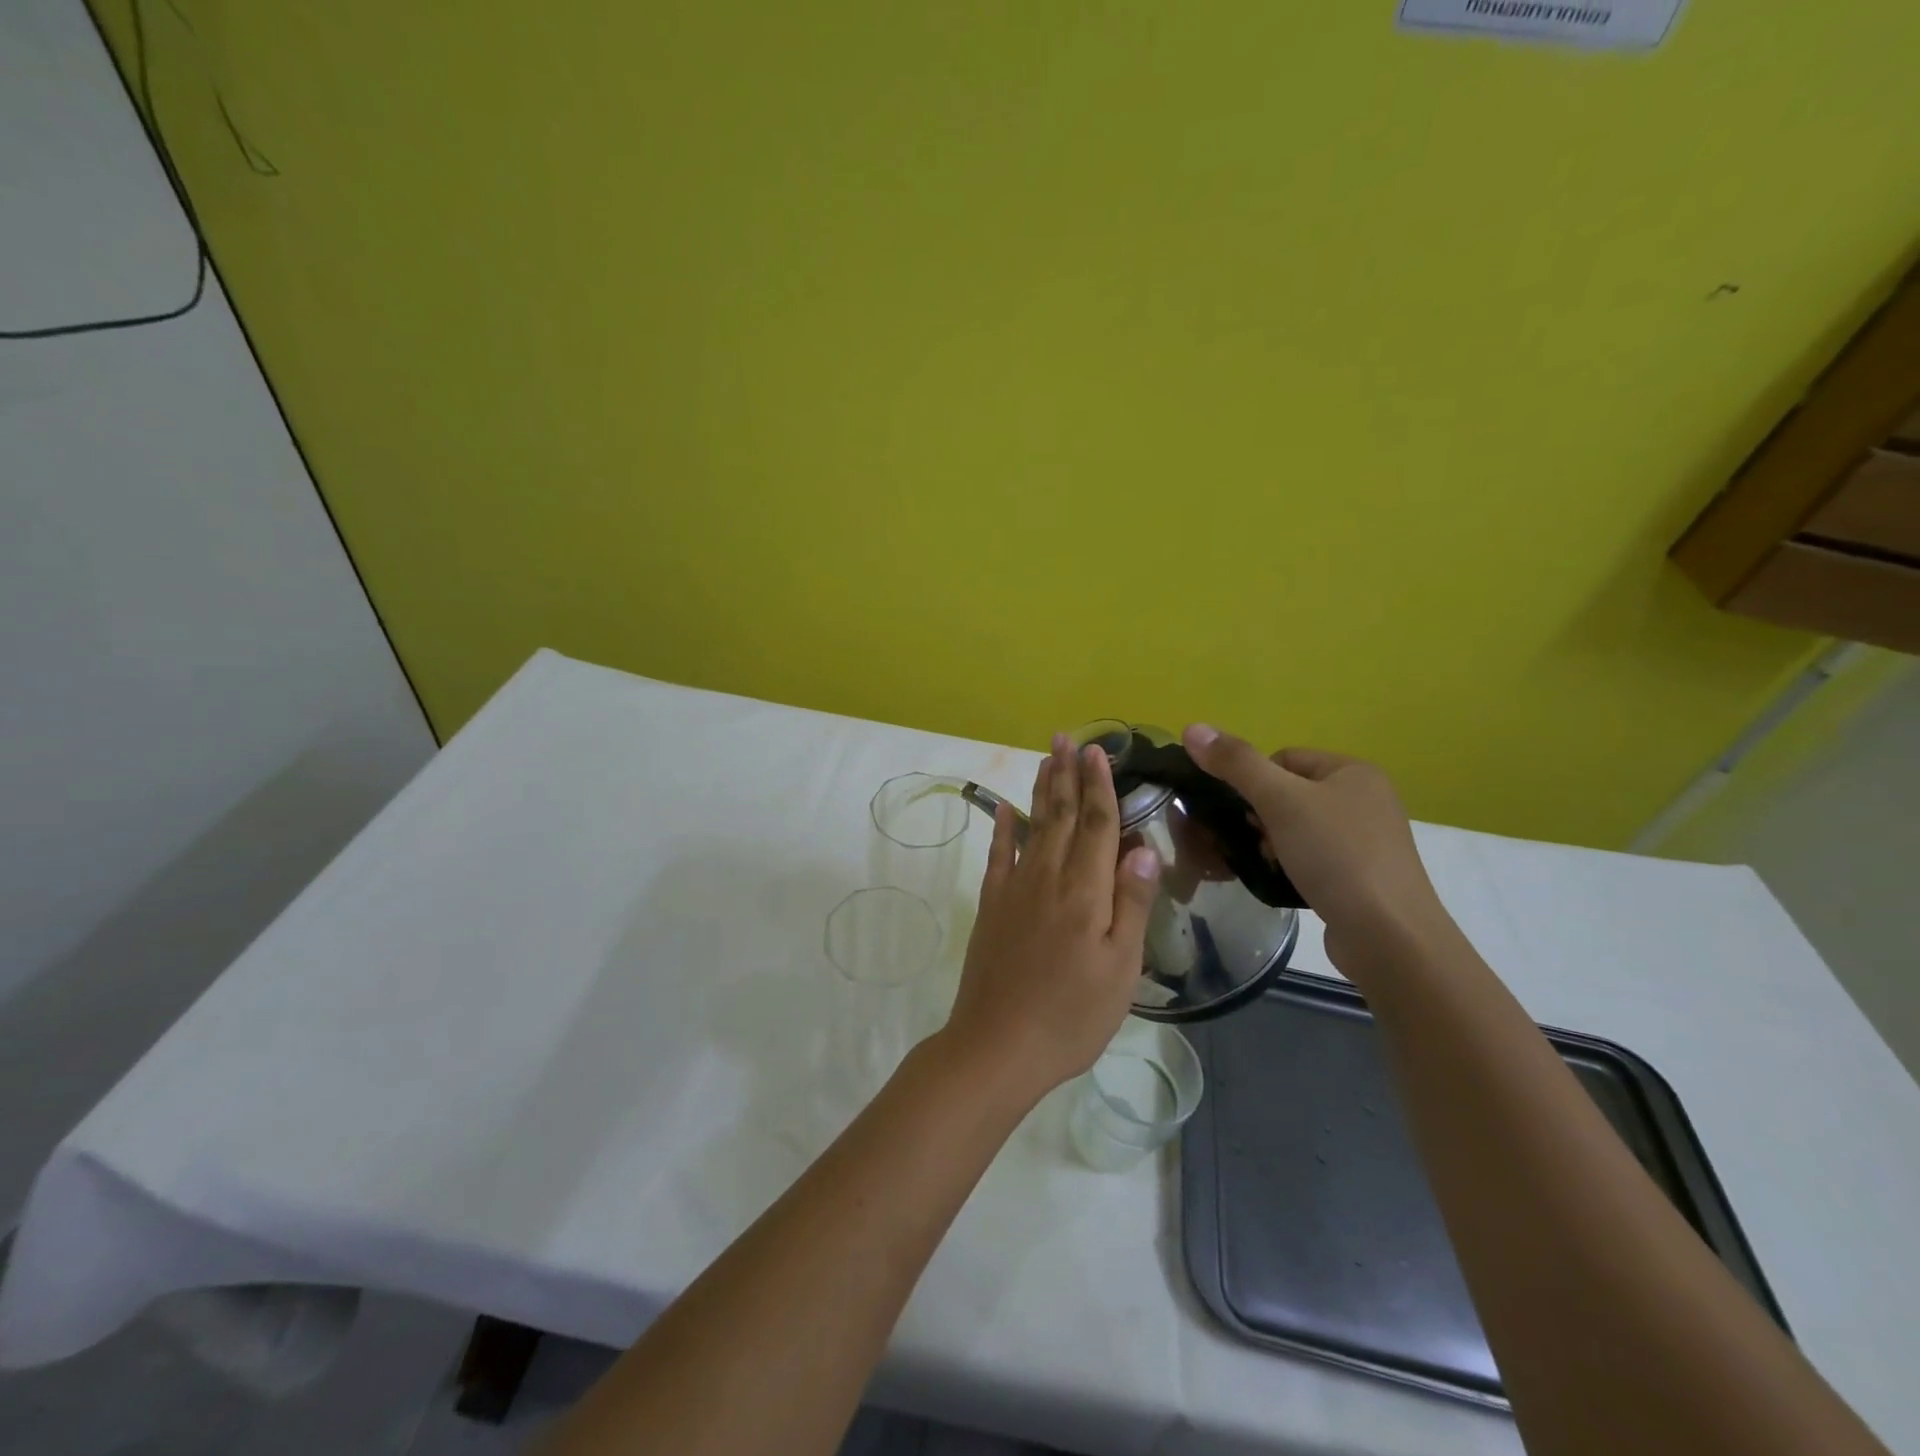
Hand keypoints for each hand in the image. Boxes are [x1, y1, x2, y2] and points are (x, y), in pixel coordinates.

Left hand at [940, 734, 1162, 1106]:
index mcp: (1085, 892)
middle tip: (1067, 738)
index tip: (1098, 752)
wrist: (998, 1045)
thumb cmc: (1072, 1015)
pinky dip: (1001, 827)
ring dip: (1040, 789)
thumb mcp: (1119, 968)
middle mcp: (1047, 877)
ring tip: (1046, 758)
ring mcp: (1014, 888)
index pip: (1096, 825)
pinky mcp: (991, 904)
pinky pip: (998, 854)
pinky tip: (1002, 808)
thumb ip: (1130, 905)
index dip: (1100, 787)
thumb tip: (1142, 849)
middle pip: (1061, 815)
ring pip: (1031, 825)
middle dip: (1067, 774)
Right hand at [1180, 725, 1451, 974]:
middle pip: (1289, 793)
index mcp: (1353, 771)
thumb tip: (1191, 728)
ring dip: (1274, 843)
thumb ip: (1235, 763)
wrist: (1388, 936)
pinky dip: (1292, 866)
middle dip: (1262, 816)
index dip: (1254, 782)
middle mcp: (1367, 798)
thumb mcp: (1279, 801)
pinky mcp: (1364, 876)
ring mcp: (1368, 840)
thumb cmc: (1335, 856)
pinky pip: (1314, 858)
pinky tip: (1285, 882)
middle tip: (1254, 842)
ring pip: (1298, 827)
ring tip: (1268, 865)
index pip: (1284, 758)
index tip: (1245, 813)